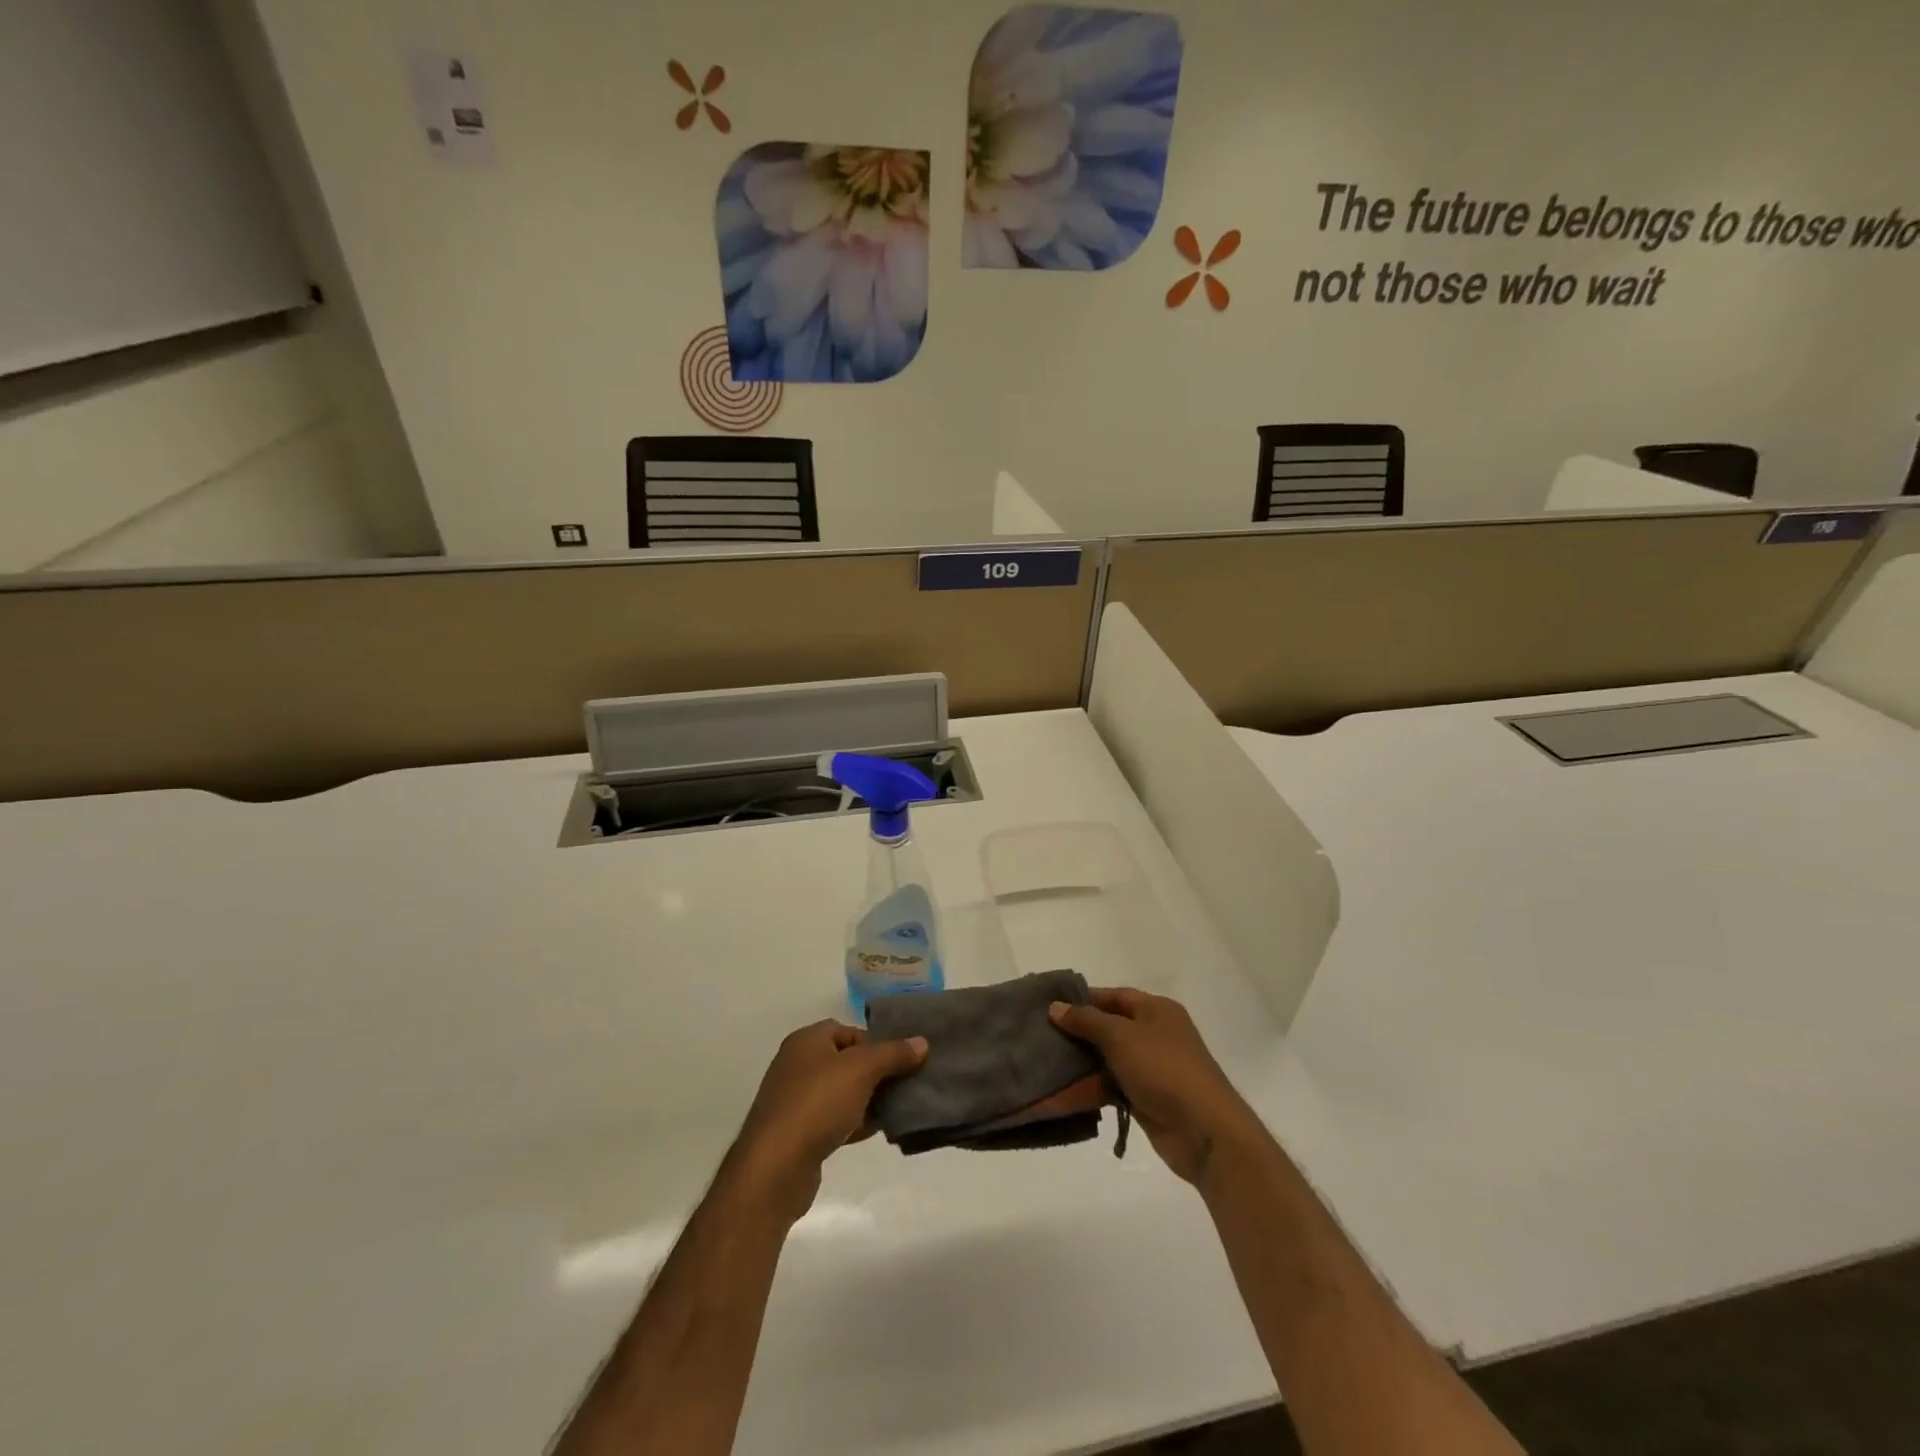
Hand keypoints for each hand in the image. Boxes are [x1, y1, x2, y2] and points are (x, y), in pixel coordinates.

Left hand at [727, 1020, 926, 1223]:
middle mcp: (797, 1065)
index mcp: (806, 1041)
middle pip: (846, 1061)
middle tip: (905, 1082)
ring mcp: (795, 1101)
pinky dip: (855, 1122)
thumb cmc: (818, 1103)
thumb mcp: (862, 1069)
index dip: (875, 1041)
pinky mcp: (798, 1134)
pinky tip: (877, 1130)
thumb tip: (922, 1042)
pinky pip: (833, 1120)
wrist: (775, 1167)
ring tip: (898, 1107)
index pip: (847, 1030)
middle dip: (876, 1071)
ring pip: (842, 1092)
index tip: (900, 1058)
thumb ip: (893, 1053)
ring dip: (868, 1099)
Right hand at [1049, 988, 1262, 1186]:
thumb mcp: (1120, 1037)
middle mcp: (1155, 1035)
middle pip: (1109, 1028)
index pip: (1114, 996)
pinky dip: (1090, 1091)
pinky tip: (1062, 1096)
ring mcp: (1152, 1069)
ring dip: (1080, 1066)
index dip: (1083, 999)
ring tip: (1045, 1068)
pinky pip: (1112, 1088)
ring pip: (1107, 1061)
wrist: (1205, 1131)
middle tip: (1041, 1037)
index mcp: (1157, 1010)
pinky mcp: (1147, 1099)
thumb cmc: (1163, 1069)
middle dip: (1077, 1034)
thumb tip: (1056, 1007)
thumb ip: (1086, 1021)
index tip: (1050, 1006)